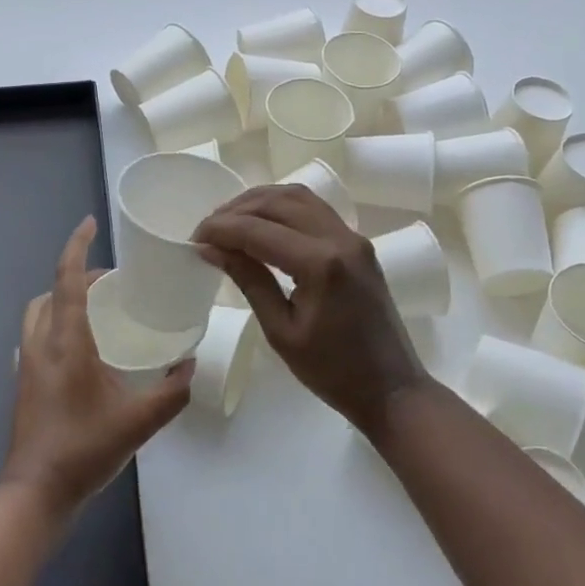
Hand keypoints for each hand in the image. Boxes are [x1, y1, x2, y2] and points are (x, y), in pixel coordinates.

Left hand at [1, 217, 192, 517]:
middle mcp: (41, 345)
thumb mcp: (140, 422)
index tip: (90, 223)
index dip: (77, 246)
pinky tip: (81, 348)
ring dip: (62, 299)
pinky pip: (36, 336)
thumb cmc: (84, 450)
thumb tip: (190, 364)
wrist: (34, 495)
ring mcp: (27, 365)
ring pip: (38, 313)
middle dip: (76, 276)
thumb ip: (172, 391)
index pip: (68, 280)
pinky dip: (55, 324)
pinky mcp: (23, 383)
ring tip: (96, 309)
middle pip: (50, 292)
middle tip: (110, 282)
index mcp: (66, 342)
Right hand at [194, 186, 428, 435]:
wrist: (391, 387)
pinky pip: (315, 209)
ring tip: (230, 221)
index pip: (258, 230)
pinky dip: (283, 207)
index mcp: (321, 264)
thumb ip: (249, 280)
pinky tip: (263, 223)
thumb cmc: (332, 372)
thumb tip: (211, 248)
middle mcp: (339, 238)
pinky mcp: (357, 242)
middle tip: (207, 230)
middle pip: (278, 202)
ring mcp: (353, 236)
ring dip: (260, 202)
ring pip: (298, 197)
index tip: (193, 238)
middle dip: (236, 210)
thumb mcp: (281, 331)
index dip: (221, 229)